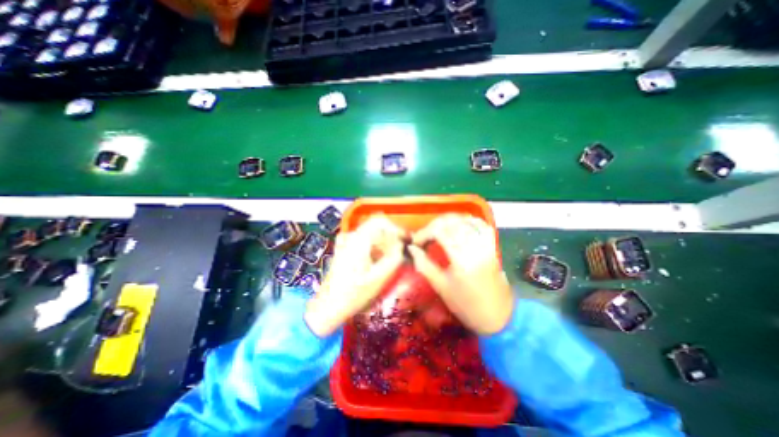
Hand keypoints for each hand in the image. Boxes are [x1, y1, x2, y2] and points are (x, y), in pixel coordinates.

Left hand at [304, 217, 404, 335]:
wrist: (328, 307)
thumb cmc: (354, 294)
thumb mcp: (379, 277)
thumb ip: (394, 258)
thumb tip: (402, 245)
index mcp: (358, 240)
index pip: (380, 221)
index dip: (396, 228)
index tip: (406, 240)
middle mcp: (351, 236)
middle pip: (376, 227)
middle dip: (392, 237)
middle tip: (402, 251)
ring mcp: (346, 242)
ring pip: (371, 234)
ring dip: (384, 243)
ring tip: (393, 258)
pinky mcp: (345, 249)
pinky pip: (365, 241)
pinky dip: (376, 247)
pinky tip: (380, 261)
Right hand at [409, 213, 515, 334]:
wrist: (497, 316)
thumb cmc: (466, 305)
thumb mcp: (440, 286)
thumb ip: (424, 264)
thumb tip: (411, 248)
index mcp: (461, 259)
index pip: (440, 231)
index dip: (424, 232)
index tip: (416, 242)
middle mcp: (475, 247)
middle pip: (452, 222)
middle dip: (434, 225)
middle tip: (425, 236)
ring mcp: (486, 245)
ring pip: (466, 220)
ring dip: (449, 221)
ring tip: (437, 230)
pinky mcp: (492, 246)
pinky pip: (481, 225)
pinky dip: (468, 221)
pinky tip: (458, 225)